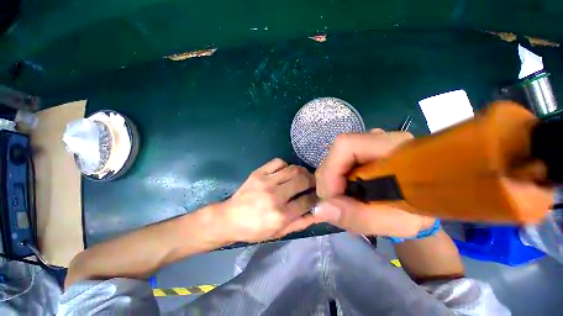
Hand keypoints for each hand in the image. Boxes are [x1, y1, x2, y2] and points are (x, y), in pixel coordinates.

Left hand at [218, 158, 319, 242]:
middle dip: (312, 181)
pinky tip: (285, 173)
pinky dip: (286, 166)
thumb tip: (319, 212)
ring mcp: (266, 182)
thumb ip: (301, 223)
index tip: (317, 195)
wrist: (230, 218)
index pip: (308, 200)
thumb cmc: (256, 229)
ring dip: (302, 172)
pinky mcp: (258, 173)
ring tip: (302, 177)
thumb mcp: (280, 232)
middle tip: (312, 184)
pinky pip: (278, 162)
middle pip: (303, 180)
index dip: (316, 197)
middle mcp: (275, 196)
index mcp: (281, 215)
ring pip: (293, 169)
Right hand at [314, 129, 435, 236]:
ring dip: (331, 182)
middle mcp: (376, 138)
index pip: (345, 145)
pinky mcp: (359, 149)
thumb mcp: (391, 222)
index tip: (331, 199)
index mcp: (391, 148)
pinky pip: (336, 162)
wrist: (421, 202)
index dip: (331, 170)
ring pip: (333, 159)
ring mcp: (366, 142)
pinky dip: (334, 179)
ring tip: (343, 200)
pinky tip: (345, 191)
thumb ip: (355, 216)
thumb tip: (318, 208)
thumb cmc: (413, 213)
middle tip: (337, 205)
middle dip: (329, 181)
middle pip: (335, 153)